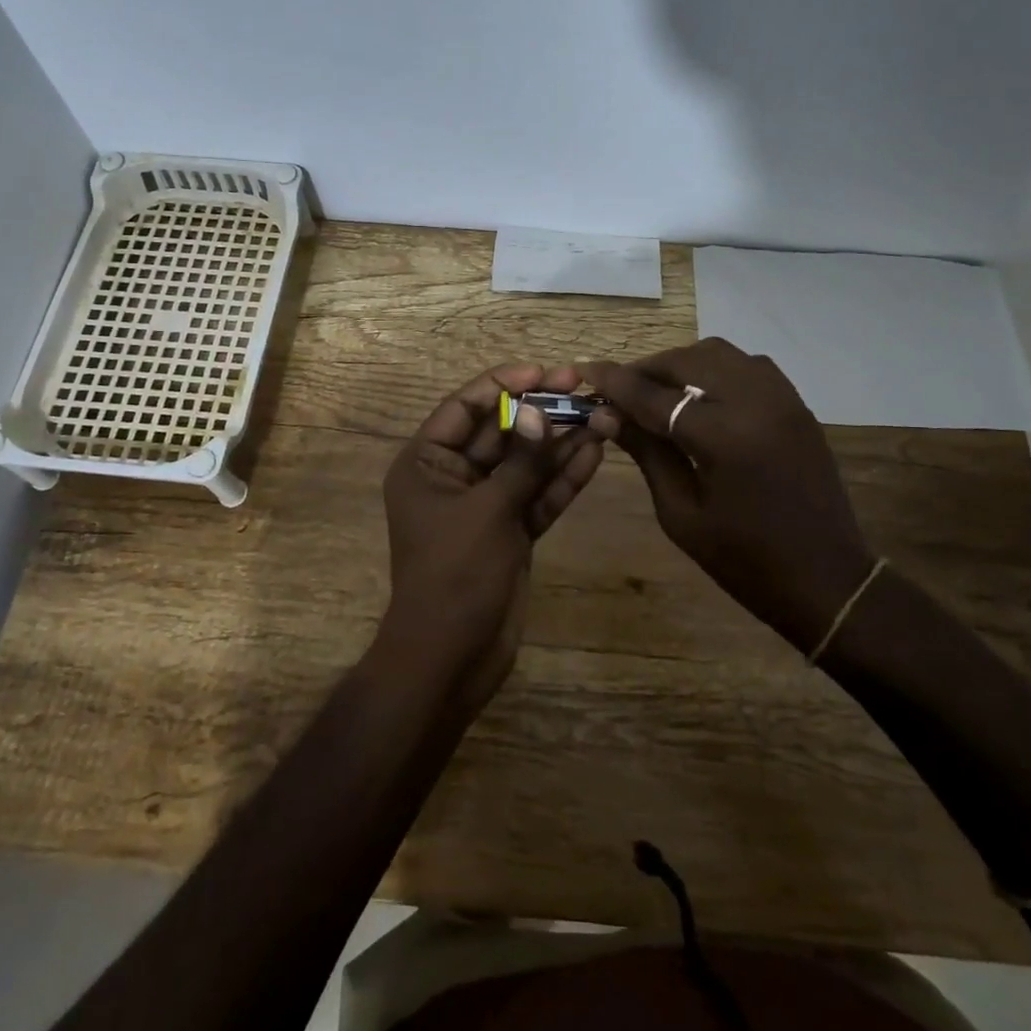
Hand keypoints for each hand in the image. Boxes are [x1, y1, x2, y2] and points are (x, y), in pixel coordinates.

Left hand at [377, 363, 607, 712]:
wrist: (451, 659)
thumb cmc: (455, 574)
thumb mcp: (488, 511)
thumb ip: (520, 461)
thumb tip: (538, 411)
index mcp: (427, 464)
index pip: (464, 408)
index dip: (503, 384)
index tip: (542, 370)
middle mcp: (454, 478)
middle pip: (501, 432)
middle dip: (540, 411)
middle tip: (583, 386)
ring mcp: (486, 506)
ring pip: (526, 464)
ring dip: (561, 442)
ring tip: (603, 415)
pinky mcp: (512, 532)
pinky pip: (538, 496)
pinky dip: (563, 478)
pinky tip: (595, 452)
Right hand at [581, 339, 873, 653]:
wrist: (826, 579)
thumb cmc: (745, 560)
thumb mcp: (681, 513)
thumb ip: (646, 453)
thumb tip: (606, 415)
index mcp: (723, 437)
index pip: (655, 395)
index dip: (615, 382)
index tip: (586, 370)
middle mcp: (755, 402)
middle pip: (687, 360)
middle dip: (647, 369)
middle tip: (620, 390)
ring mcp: (782, 398)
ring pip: (719, 353)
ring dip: (681, 364)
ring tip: (657, 390)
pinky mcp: (796, 404)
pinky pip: (747, 365)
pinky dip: (715, 369)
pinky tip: (699, 395)